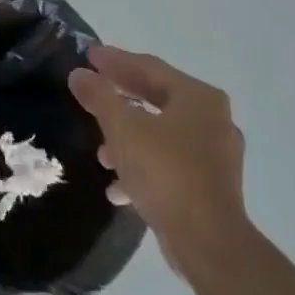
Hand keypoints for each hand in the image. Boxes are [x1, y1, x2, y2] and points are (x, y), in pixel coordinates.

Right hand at [68, 46, 248, 279]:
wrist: (207, 239)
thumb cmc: (165, 172)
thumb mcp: (123, 129)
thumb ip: (100, 97)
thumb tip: (80, 74)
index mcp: (198, 98)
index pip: (150, 68)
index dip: (116, 60)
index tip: (88, 55)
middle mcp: (212, 120)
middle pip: (157, 98)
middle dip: (121, 97)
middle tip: (91, 88)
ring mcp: (214, 154)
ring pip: (161, 133)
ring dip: (129, 136)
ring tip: (100, 150)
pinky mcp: (209, 185)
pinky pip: (168, 163)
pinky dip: (142, 166)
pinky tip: (118, 186)